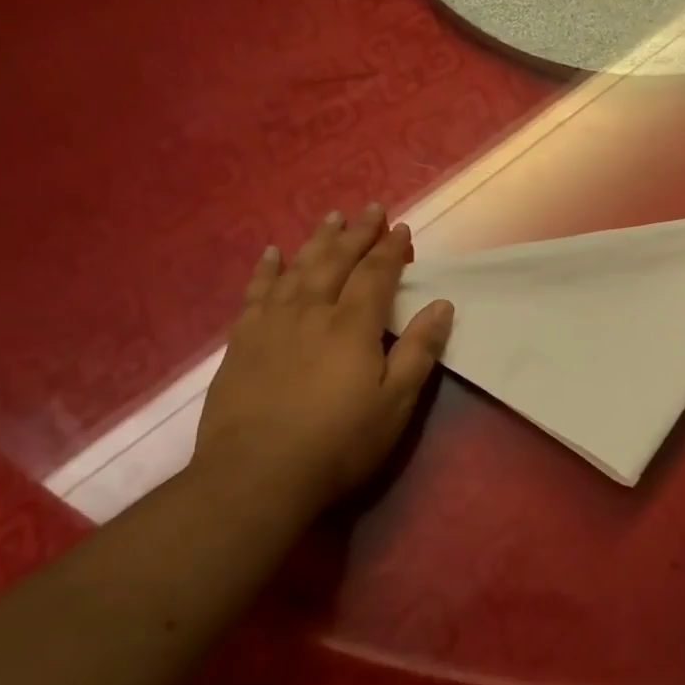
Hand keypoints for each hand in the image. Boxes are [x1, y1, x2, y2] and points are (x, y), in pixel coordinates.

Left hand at [190, 204, 453, 516]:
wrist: (256, 475)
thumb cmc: (338, 443)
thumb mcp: (394, 403)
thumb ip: (418, 350)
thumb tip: (442, 305)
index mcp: (352, 325)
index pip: (376, 274)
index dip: (391, 250)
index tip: (402, 228)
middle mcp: (311, 311)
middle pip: (336, 261)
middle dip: (357, 233)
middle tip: (370, 209)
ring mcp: (272, 323)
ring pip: (298, 268)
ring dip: (318, 240)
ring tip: (331, 217)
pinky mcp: (243, 340)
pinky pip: (257, 291)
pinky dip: (267, 268)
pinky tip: (273, 253)